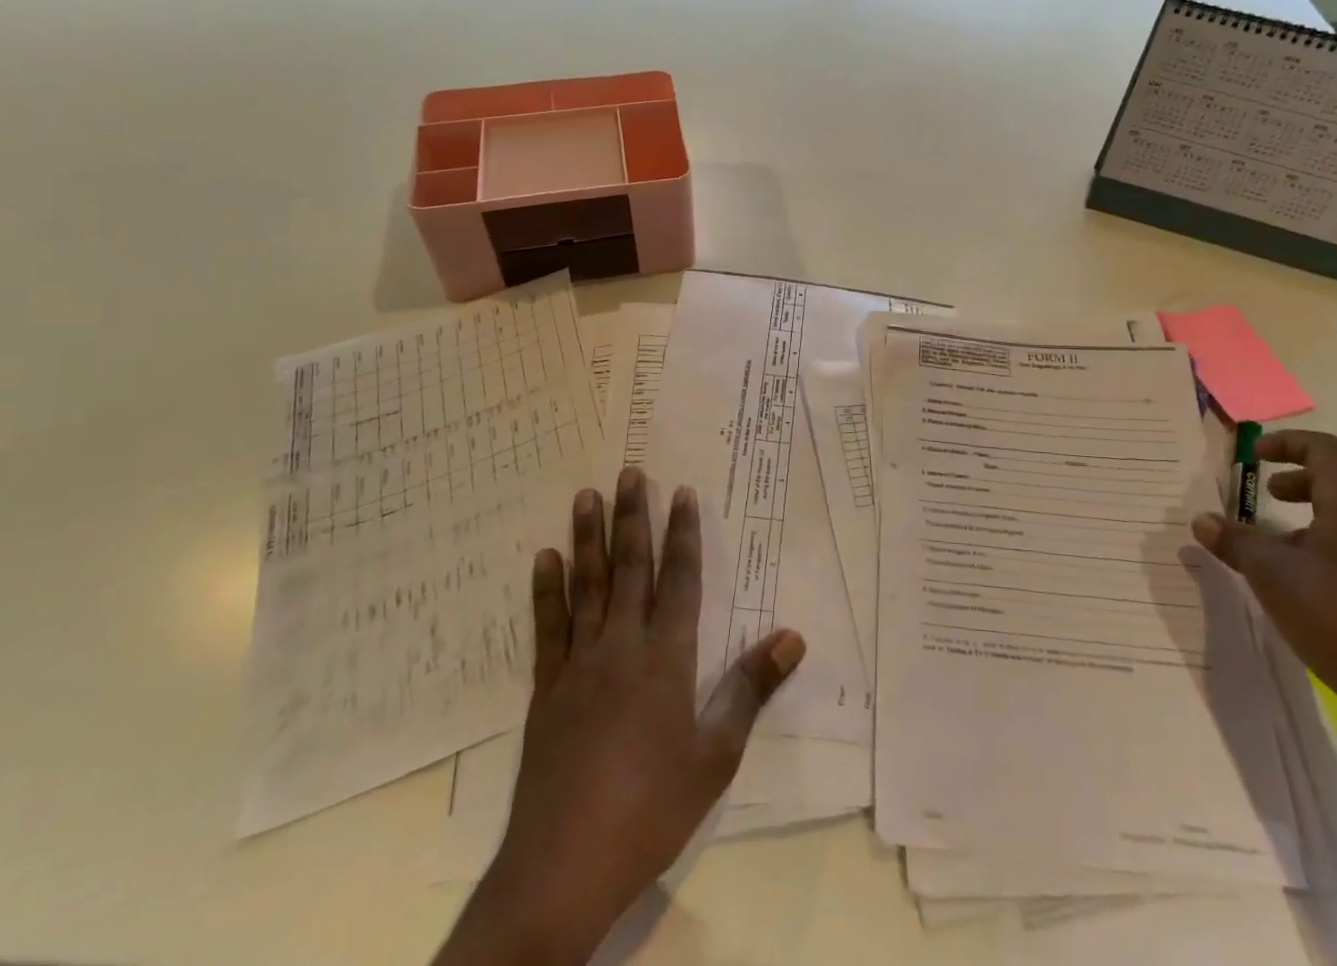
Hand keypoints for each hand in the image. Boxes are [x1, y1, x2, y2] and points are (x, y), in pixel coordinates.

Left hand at [438, 468, 805, 965]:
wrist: (565, 864)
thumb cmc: (651, 807)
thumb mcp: (715, 756)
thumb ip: (750, 689)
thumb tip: (792, 636)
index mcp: (666, 658)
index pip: (680, 580)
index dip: (683, 534)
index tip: (682, 492)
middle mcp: (622, 646)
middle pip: (630, 568)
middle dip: (632, 517)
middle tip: (630, 472)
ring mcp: (579, 664)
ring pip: (587, 585)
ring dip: (587, 537)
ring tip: (586, 495)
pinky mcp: (547, 689)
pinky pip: (548, 626)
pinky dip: (546, 590)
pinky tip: (544, 558)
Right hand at [1190, 429, 1336, 750]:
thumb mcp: (1270, 575)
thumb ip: (1235, 541)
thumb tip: (1202, 520)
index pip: (1326, 449)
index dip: (1287, 444)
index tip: (1255, 457)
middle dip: (1306, 482)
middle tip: (1271, 497)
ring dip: (1325, 520)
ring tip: (1287, 548)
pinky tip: (1320, 590)